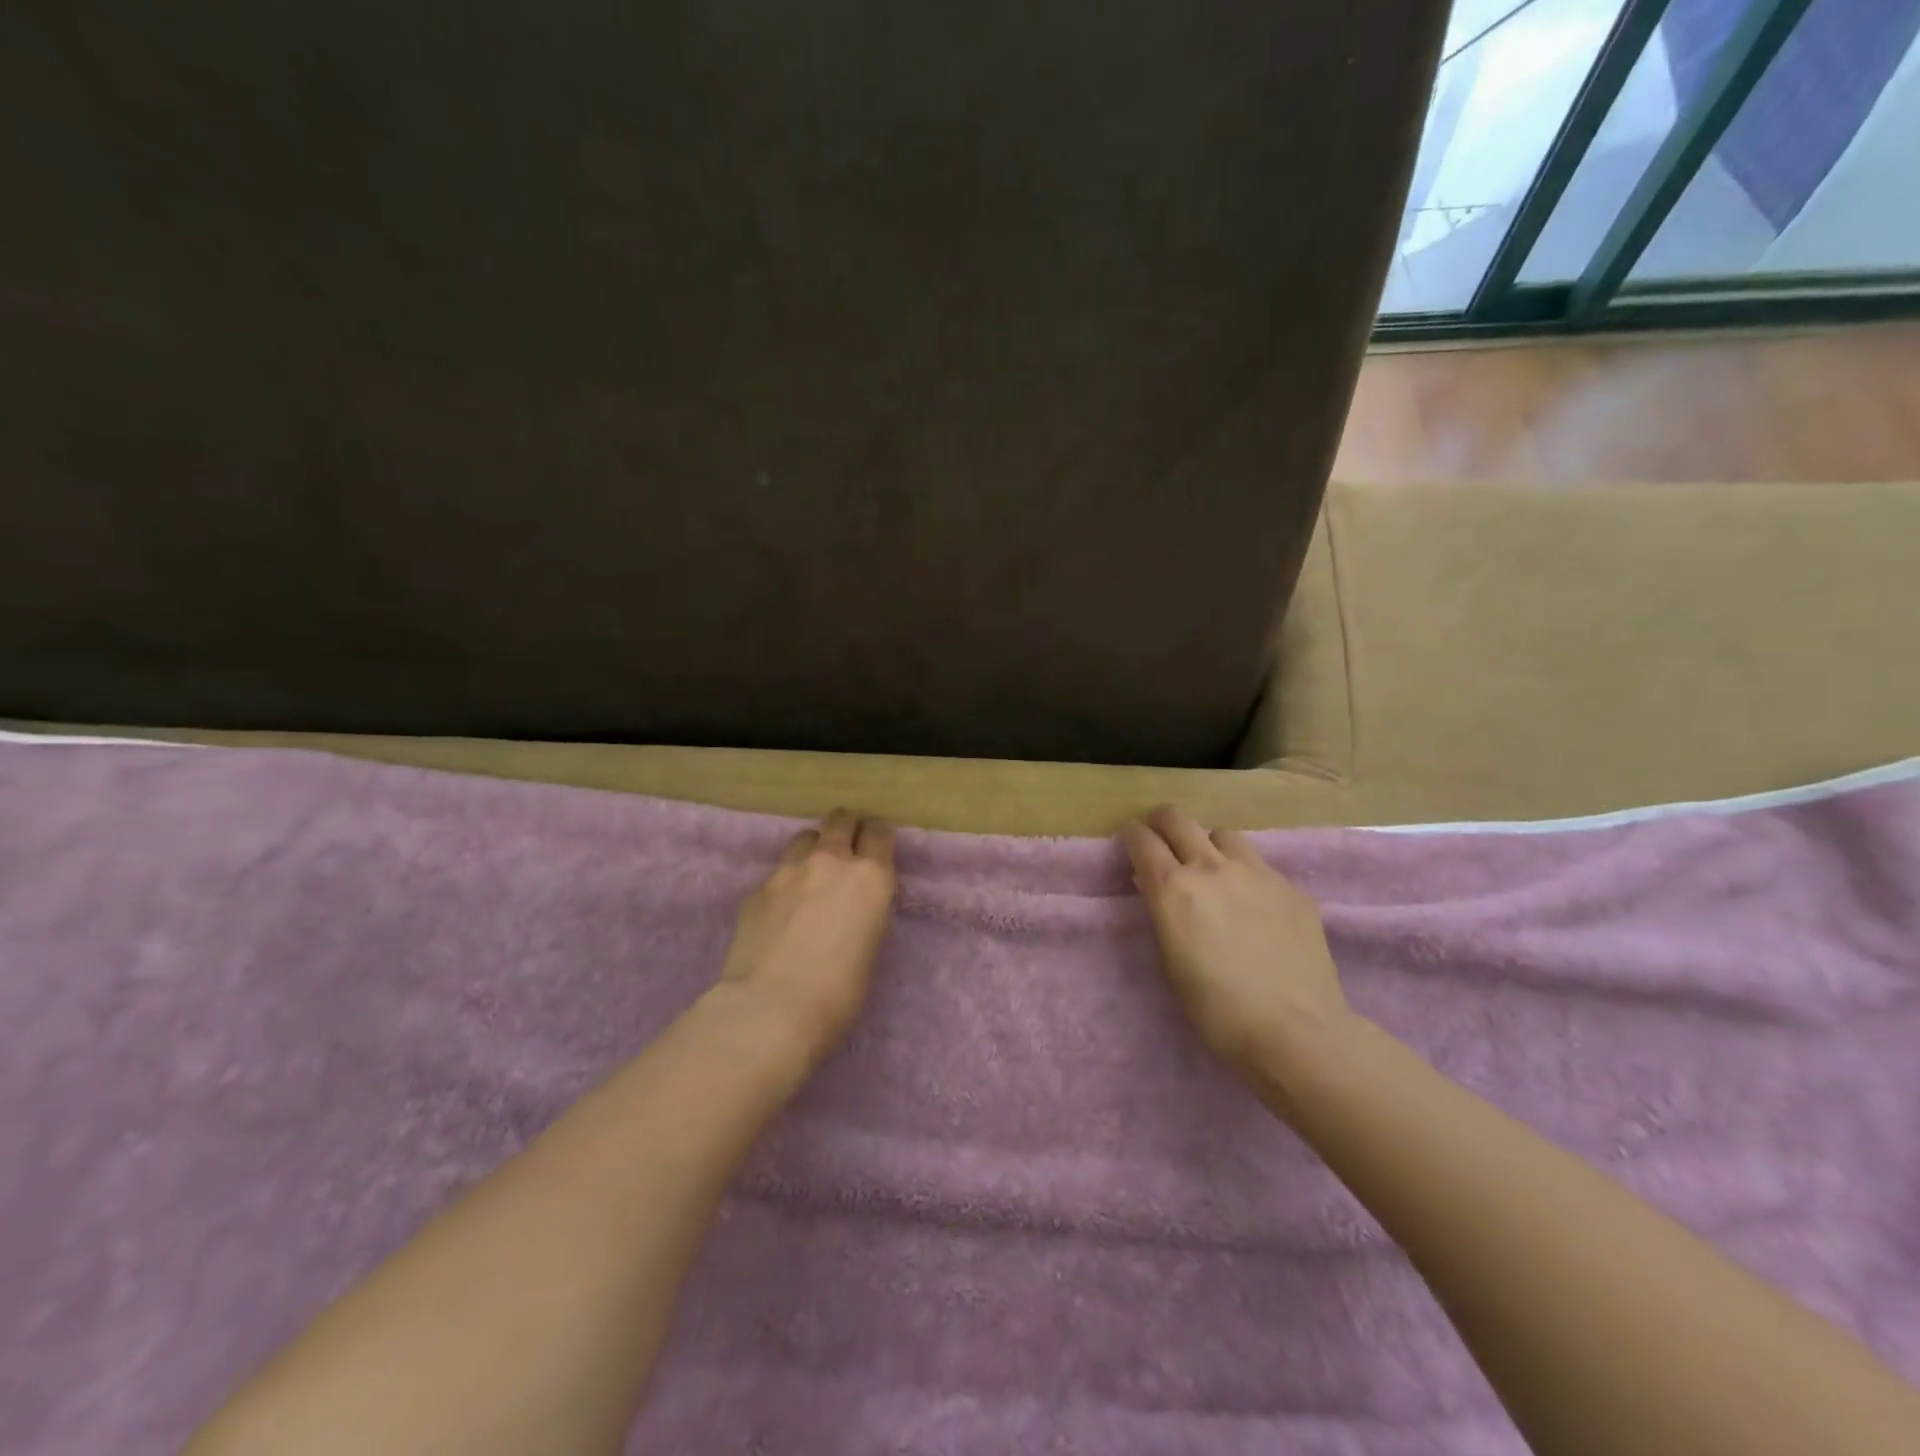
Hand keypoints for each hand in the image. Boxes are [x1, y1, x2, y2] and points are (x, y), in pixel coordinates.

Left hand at [717, 809, 897, 1063]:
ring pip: (805, 838)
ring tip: (811, 878)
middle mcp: (831, 861)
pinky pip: (778, 871)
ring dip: (813, 850)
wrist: (771, 1008)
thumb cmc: (839, 992)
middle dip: (846, 830)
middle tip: (845, 854)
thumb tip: (853, 906)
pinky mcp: (758, 887)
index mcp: (870, 877)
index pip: (880, 832)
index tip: (876, 852)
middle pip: (840, 819)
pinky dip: (786, 882)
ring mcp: (789, 870)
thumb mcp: (871, 946)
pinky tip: (781, 911)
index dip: (878, 839)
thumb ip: (865, 912)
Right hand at [1122, 805, 1350, 1086]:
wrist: (1295, 1031)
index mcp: (1174, 888)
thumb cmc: (1216, 1010)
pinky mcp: (1292, 890)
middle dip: (1163, 822)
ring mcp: (1258, 874)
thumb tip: (1159, 888)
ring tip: (1214, 871)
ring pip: (1224, 835)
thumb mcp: (1170, 961)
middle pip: (1179, 819)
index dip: (1131, 836)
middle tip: (1161, 838)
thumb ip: (1164, 914)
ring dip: (1210, 846)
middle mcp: (1212, 868)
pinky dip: (1249, 878)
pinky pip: (1262, 868)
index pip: (1142, 840)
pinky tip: (1257, 910)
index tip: (1131, 842)